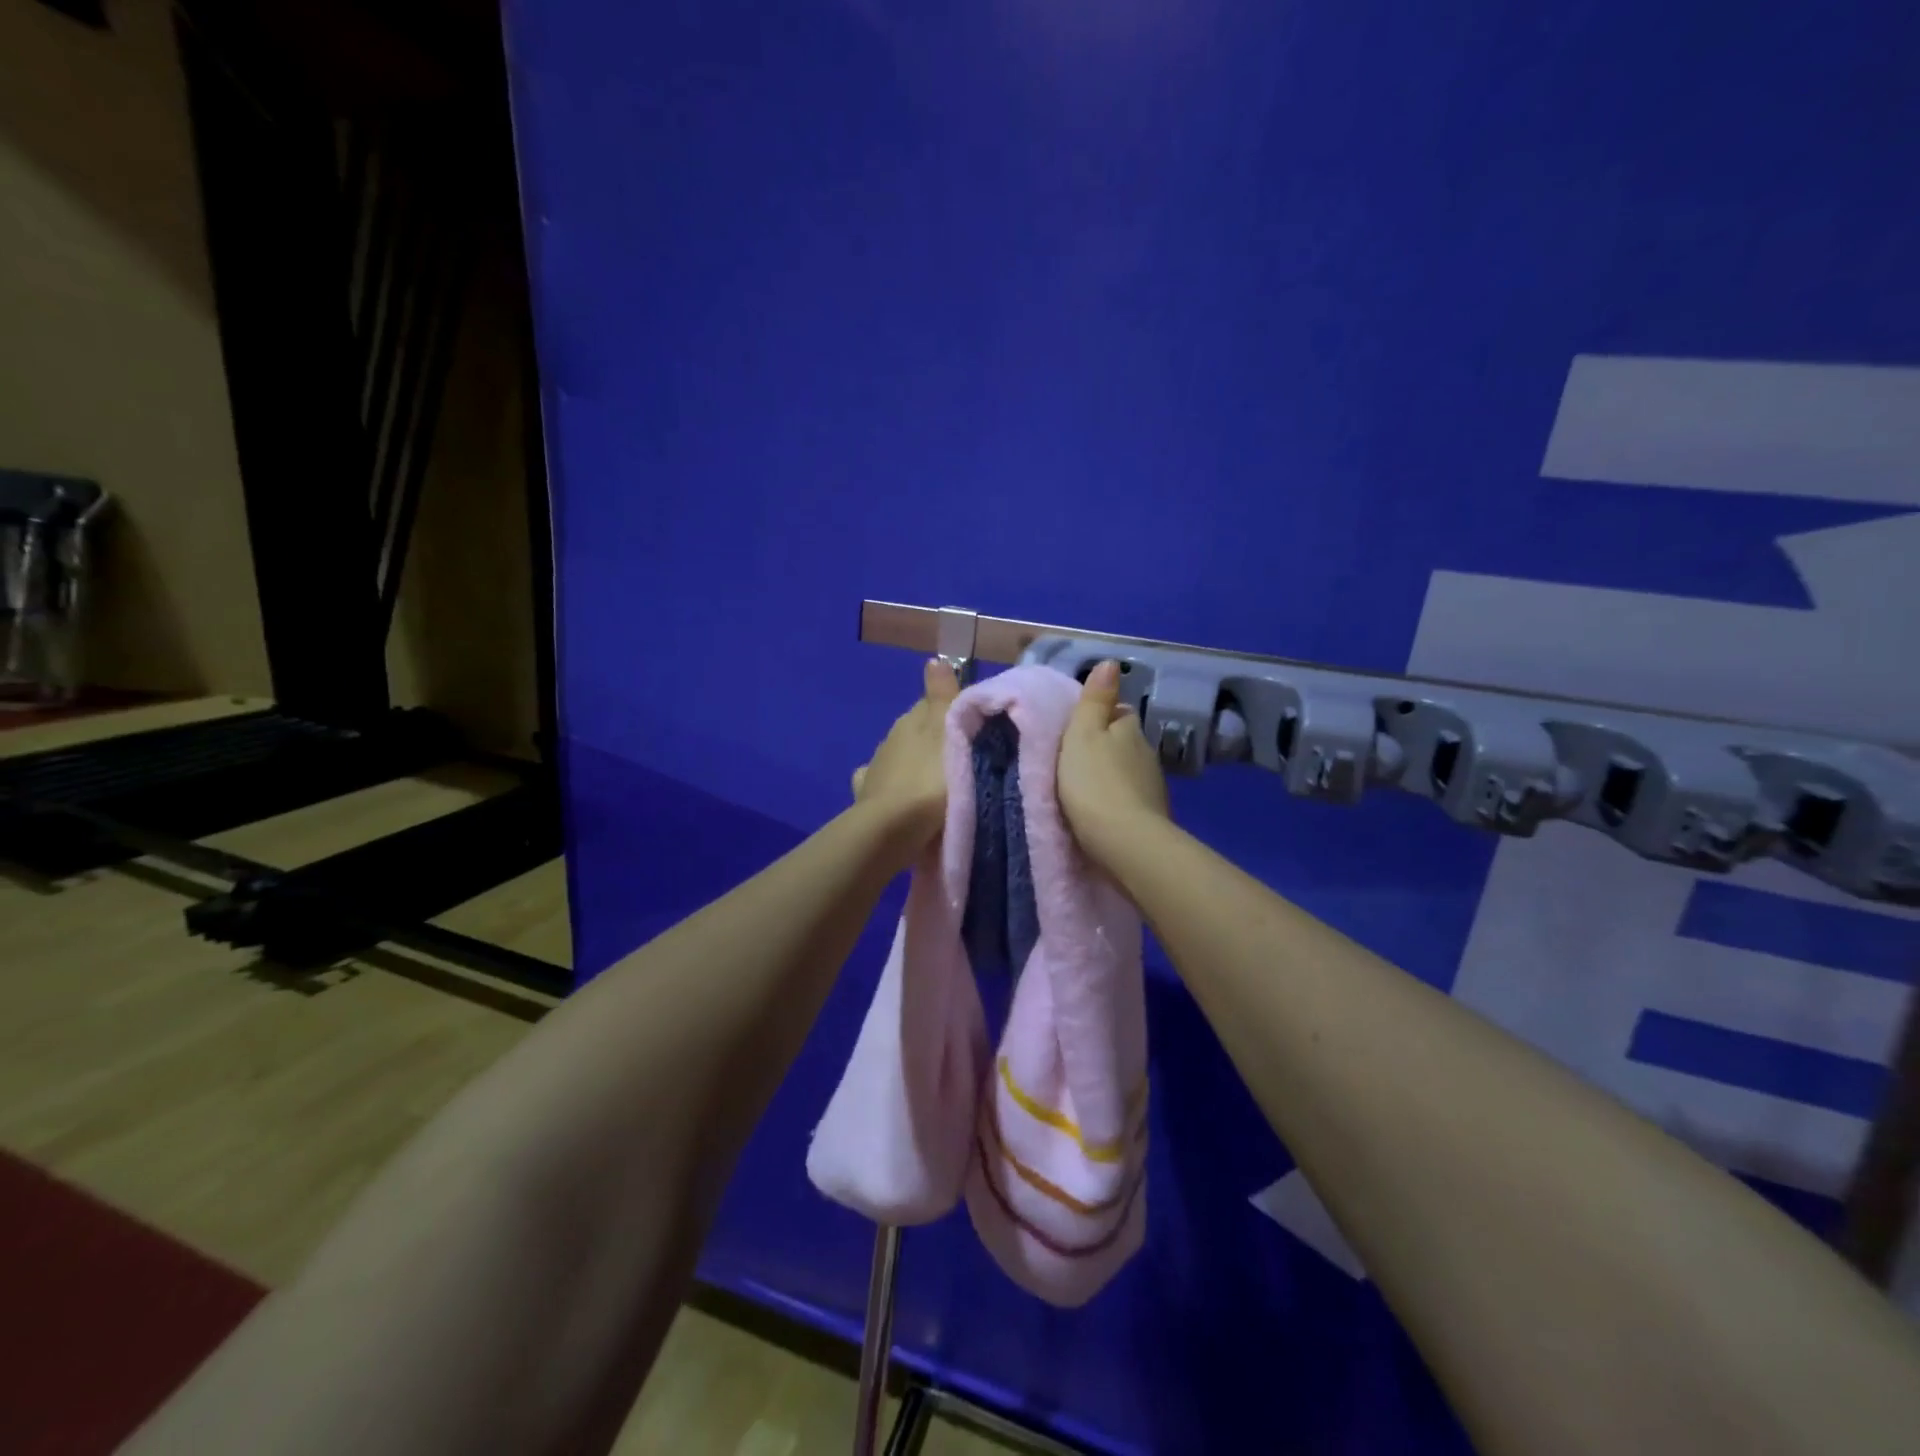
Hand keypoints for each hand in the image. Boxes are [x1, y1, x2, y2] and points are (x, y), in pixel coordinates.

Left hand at [851, 657, 961, 846]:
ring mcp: (876, 767)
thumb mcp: (948, 732)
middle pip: (917, 731)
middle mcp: (890, 738)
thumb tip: (935, 659)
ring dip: (915, 763)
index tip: (972, 728)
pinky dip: (891, 784)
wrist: (894, 829)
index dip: (952, 713)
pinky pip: (880, 782)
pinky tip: (898, 794)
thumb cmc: (932, 779)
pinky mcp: (867, 795)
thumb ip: (944, 696)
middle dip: (934, 740)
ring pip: (899, 756)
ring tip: (935, 781)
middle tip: (961, 757)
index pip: (932, 704)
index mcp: (911, 720)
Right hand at [1058, 660, 1169, 867]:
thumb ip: (1094, 699)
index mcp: (1129, 728)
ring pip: (1129, 771)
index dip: (1099, 718)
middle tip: (1076, 760)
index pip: (1117, 713)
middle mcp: (1147, 752)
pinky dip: (1119, 800)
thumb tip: (1111, 662)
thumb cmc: (1093, 782)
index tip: (1077, 730)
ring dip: (1112, 775)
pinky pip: (1132, 798)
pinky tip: (1104, 811)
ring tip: (1087, 789)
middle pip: (1124, 742)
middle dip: (1106, 748)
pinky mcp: (1153, 816)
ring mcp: (1153, 786)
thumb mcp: (1083, 733)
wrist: (1125, 842)